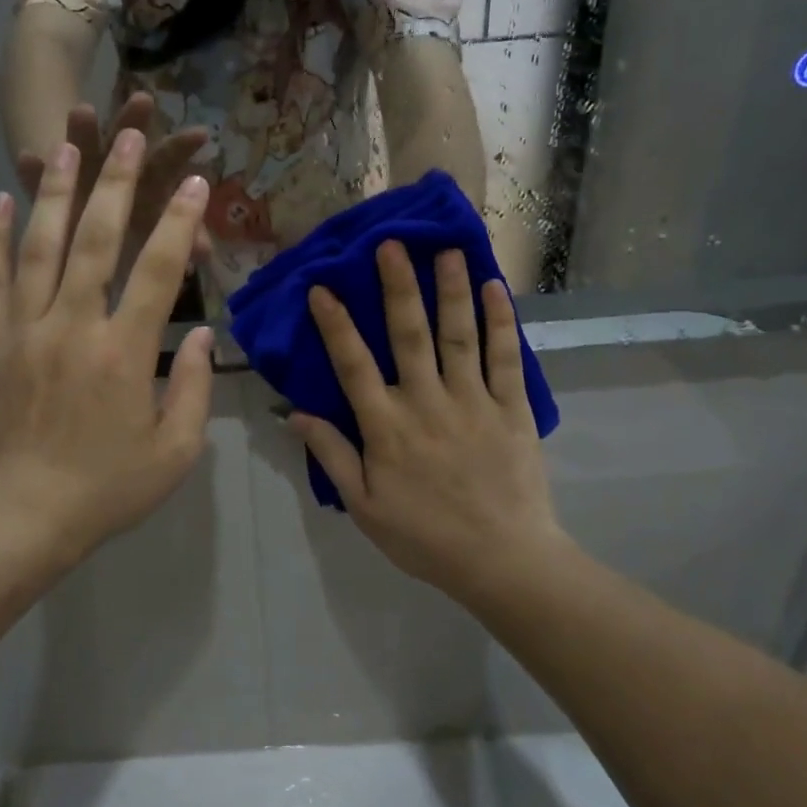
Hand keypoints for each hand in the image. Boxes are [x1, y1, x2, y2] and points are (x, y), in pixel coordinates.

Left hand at [0, 129, 214, 562]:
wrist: (20, 517)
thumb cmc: (107, 489)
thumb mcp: (175, 452)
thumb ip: (195, 389)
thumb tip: (200, 334)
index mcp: (124, 354)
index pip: (157, 271)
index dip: (180, 222)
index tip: (196, 184)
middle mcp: (73, 327)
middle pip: (95, 240)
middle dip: (117, 183)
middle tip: (128, 136)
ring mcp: (25, 329)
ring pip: (38, 246)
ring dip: (54, 192)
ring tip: (66, 146)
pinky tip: (0, 200)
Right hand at [288, 242, 567, 603]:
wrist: (503, 561)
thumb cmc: (425, 536)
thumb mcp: (364, 506)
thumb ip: (332, 455)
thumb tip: (295, 413)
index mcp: (387, 427)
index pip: (353, 365)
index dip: (336, 324)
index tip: (321, 287)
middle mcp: (427, 402)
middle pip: (409, 335)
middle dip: (398, 287)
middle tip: (391, 245)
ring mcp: (473, 401)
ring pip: (459, 336)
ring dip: (451, 290)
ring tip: (446, 250)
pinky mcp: (512, 408)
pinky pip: (506, 358)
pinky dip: (501, 322)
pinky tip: (495, 288)